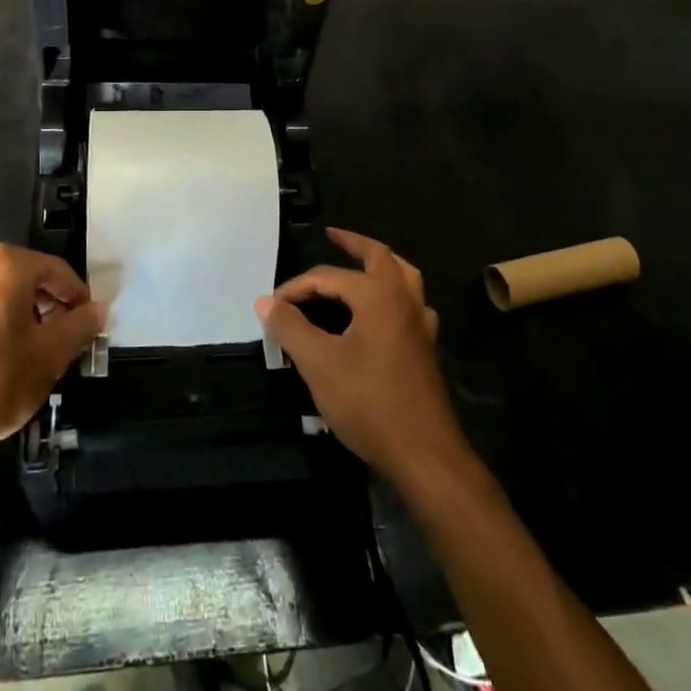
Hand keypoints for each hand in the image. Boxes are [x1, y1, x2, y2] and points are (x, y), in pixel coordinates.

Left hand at [0, 245, 102, 476]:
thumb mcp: (50, 356)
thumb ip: (80, 325)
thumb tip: (100, 309)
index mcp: (7, 265)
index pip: (58, 271)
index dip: (78, 297)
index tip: (88, 325)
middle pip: (28, 276)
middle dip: (51, 303)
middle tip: (65, 337)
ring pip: (2, 291)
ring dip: (24, 312)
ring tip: (35, 349)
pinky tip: (1, 355)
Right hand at [255, 229, 467, 487]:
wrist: (424, 454)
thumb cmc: (369, 401)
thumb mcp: (318, 364)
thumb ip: (290, 328)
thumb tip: (265, 301)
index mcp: (378, 294)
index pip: (329, 277)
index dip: (297, 287)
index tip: (272, 306)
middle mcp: (404, 299)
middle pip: (379, 257)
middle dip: (354, 244)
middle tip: (333, 236)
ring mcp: (420, 324)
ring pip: (404, 277)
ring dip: (380, 264)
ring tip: (360, 265)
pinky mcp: (425, 349)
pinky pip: (410, 304)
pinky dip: (393, 294)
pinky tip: (381, 313)